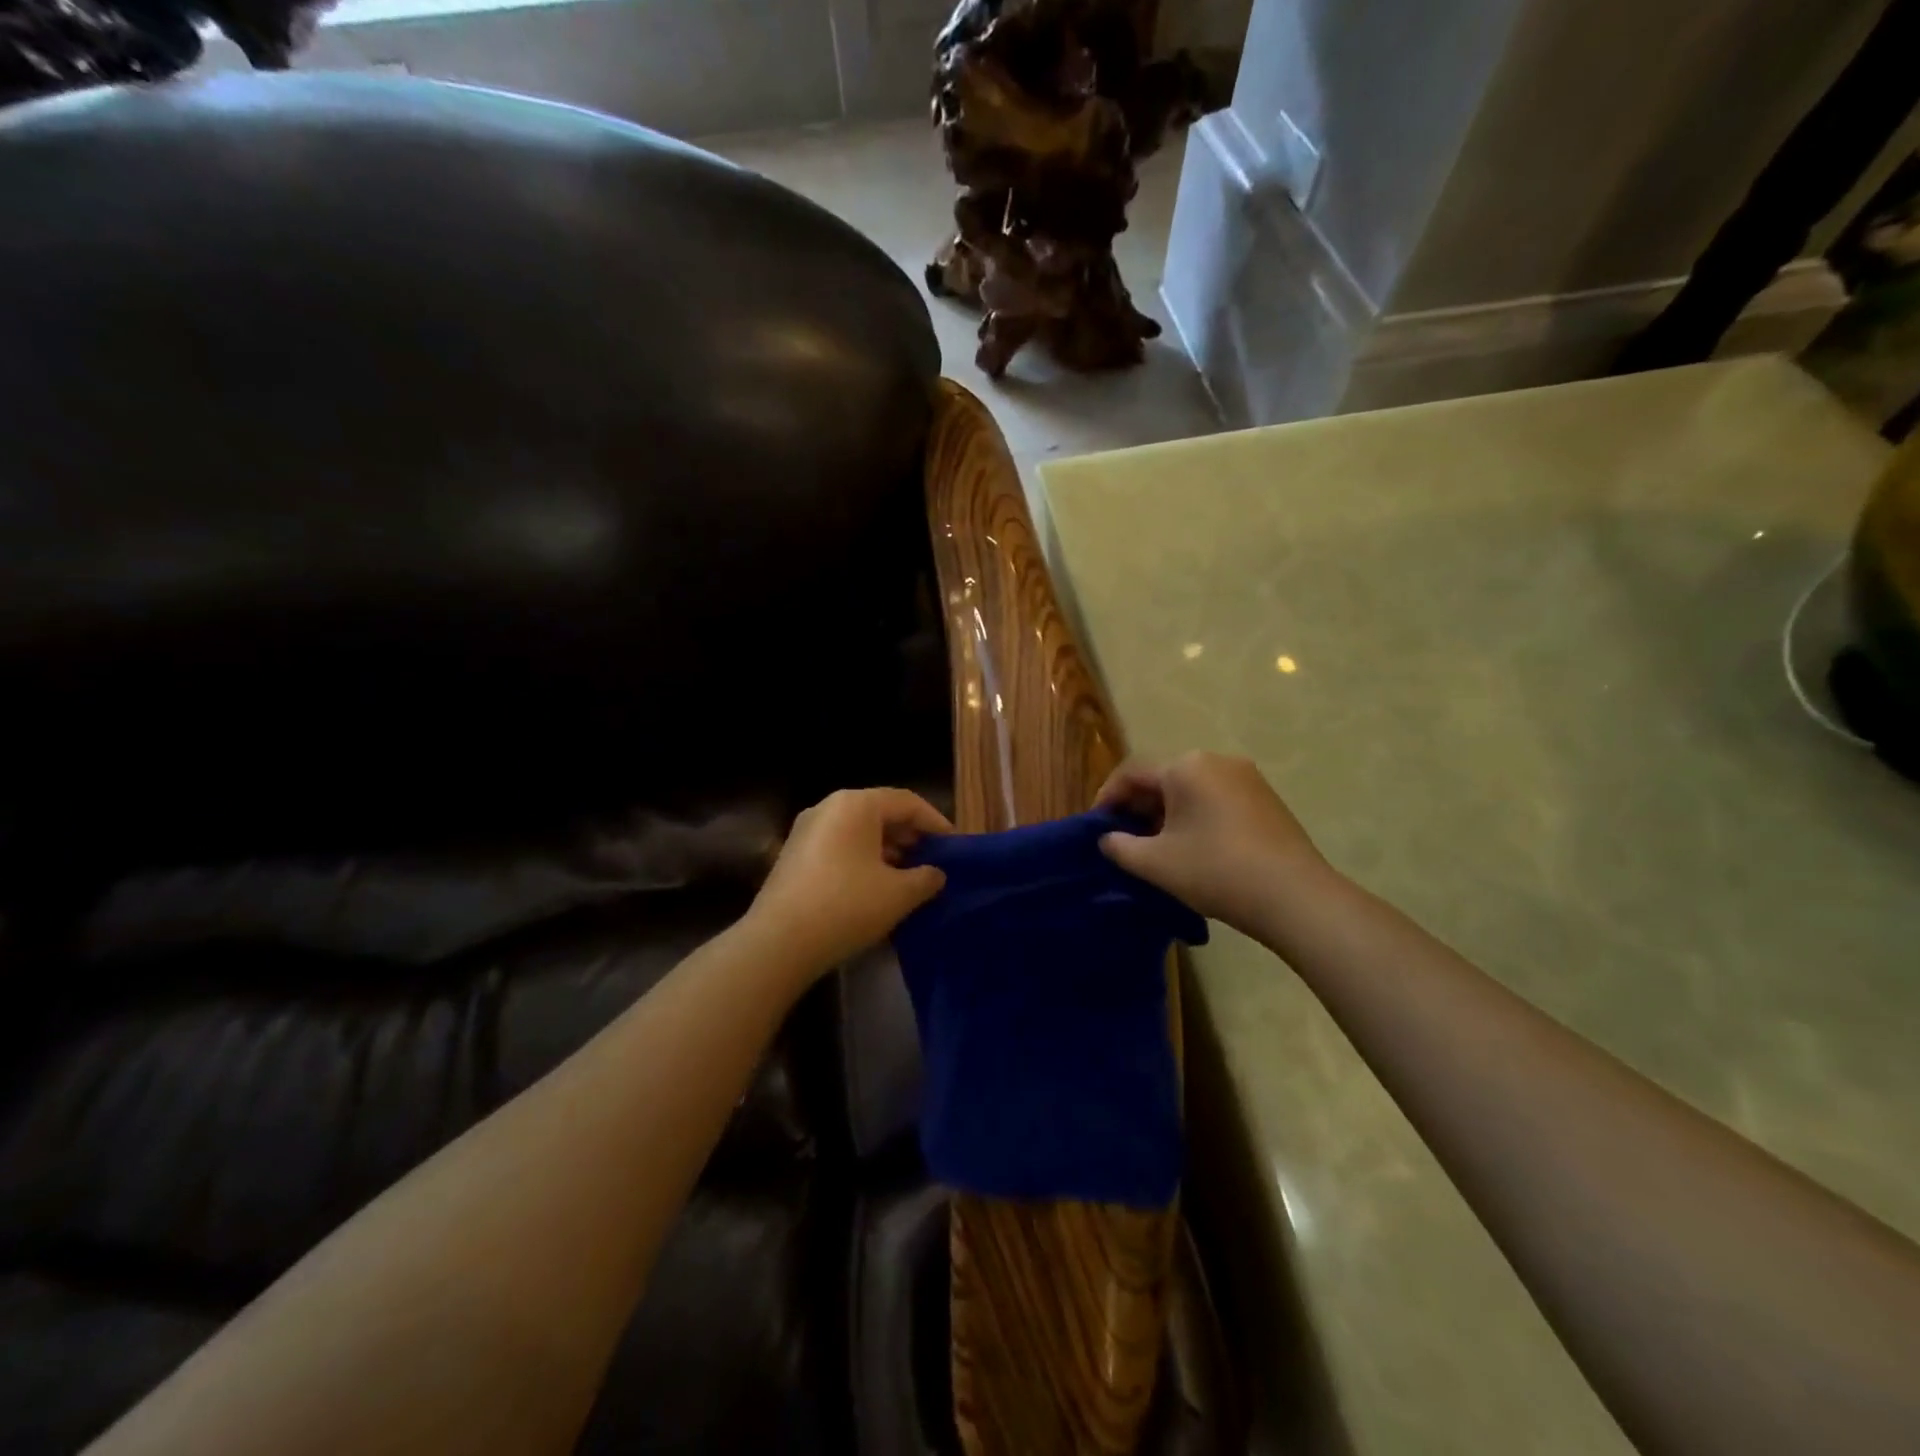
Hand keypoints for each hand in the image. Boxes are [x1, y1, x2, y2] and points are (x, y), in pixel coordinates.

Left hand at [746, 788, 951, 977]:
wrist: (779, 942)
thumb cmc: (847, 906)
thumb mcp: (899, 894)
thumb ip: (926, 878)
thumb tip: (936, 874)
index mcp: (856, 804)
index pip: (907, 802)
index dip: (935, 822)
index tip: (954, 846)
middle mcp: (828, 807)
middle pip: (880, 812)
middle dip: (910, 835)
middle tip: (932, 860)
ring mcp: (806, 831)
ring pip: (858, 831)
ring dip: (887, 849)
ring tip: (908, 876)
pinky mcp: (793, 855)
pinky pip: (839, 846)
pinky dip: (863, 859)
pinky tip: (875, 888)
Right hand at [1096, 752, 1336, 937]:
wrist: (1295, 897)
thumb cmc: (1215, 871)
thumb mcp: (1155, 863)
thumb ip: (1120, 846)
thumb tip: (1107, 838)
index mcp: (1186, 766)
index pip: (1132, 773)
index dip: (1107, 798)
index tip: (1096, 827)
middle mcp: (1217, 761)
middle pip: (1163, 778)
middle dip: (1138, 807)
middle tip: (1125, 840)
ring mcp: (1247, 778)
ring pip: (1191, 790)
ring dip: (1167, 814)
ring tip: (1157, 848)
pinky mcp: (1267, 799)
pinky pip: (1217, 799)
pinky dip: (1196, 817)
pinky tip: (1194, 848)